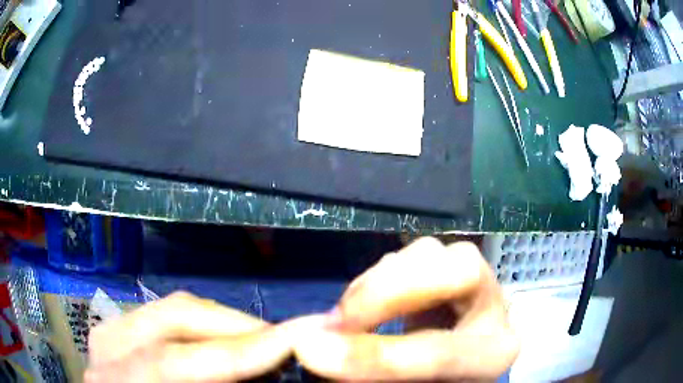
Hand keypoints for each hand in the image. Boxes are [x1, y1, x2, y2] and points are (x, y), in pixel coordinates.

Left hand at [85, 292, 291, 382]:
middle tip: (283, 338)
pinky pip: (165, 315)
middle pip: (173, 317)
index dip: (238, 351)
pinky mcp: (119, 330)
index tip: (295, 339)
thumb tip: (273, 372)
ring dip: (222, 322)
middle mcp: (108, 348)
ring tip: (259, 339)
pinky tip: (222, 339)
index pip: (173, 360)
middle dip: (236, 325)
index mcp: (119, 381)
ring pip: (171, 308)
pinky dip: (200, 325)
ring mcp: (111, 332)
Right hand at [293, 237, 519, 381]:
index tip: (310, 351)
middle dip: (390, 293)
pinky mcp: (449, 268)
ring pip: (435, 251)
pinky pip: (415, 252)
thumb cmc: (435, 380)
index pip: (444, 354)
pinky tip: (365, 300)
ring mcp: (475, 281)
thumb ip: (369, 370)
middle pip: (463, 272)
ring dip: (378, 280)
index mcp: (494, 354)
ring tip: (346, 315)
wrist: (454, 371)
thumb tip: (308, 345)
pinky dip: (379, 273)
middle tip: (337, 320)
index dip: (378, 356)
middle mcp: (494, 309)